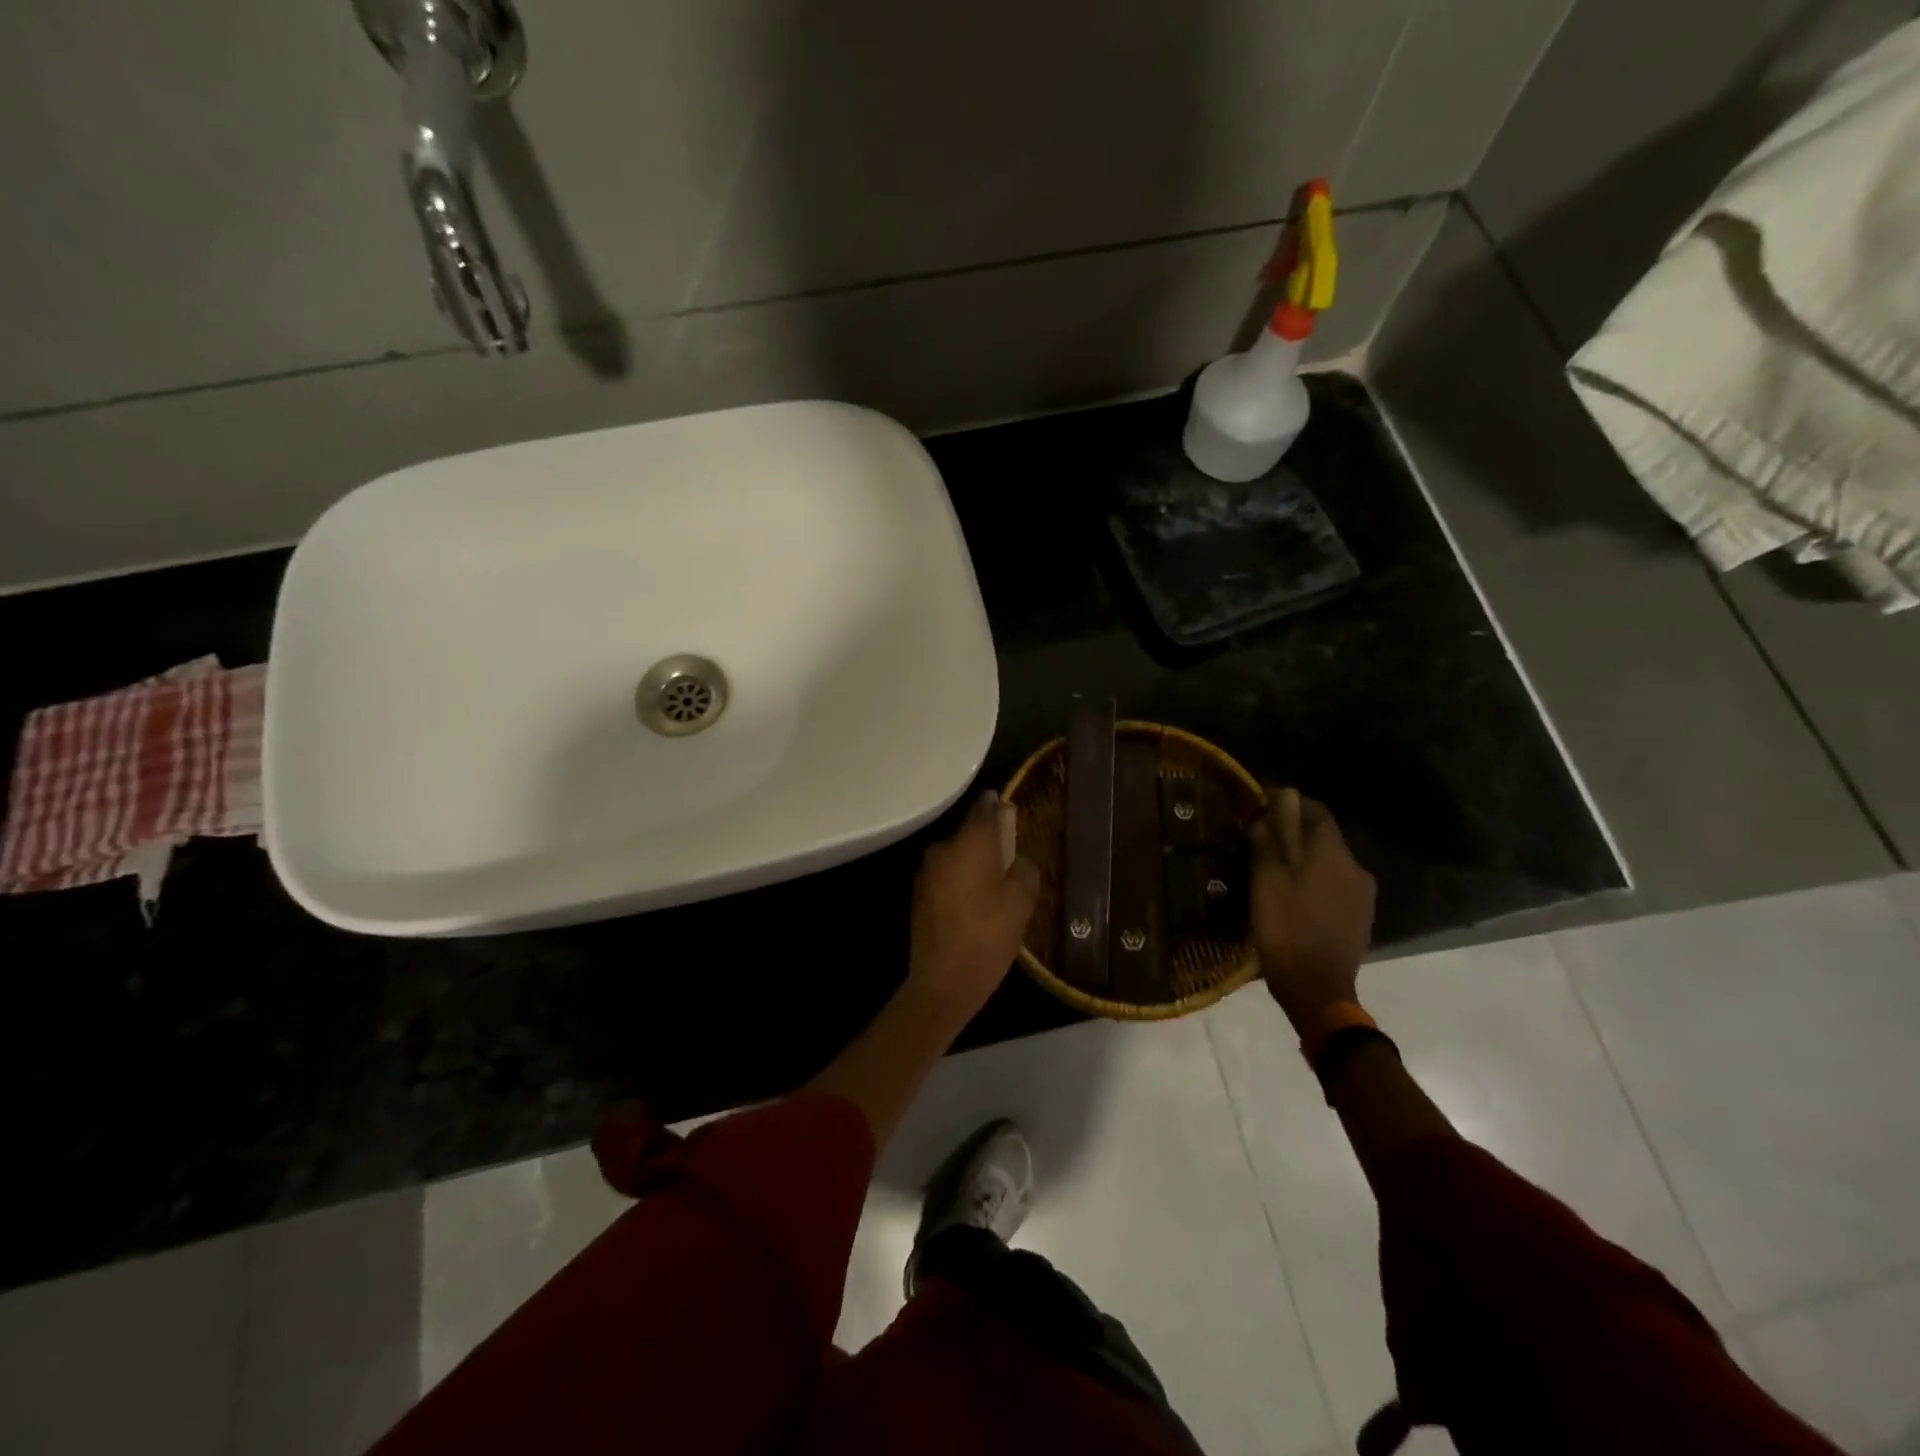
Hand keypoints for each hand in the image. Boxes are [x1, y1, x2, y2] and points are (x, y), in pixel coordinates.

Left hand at [908, 791, 1041, 1020]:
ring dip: (972, 865)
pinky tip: (973, 905)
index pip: (983, 808)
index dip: (996, 805)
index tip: (1006, 805)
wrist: (943, 981)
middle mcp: (943, 849)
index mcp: (969, 843)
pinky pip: (945, 877)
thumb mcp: (1022, 902)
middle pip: (969, 835)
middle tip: (1009, 861)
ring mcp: (926, 873)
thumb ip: (1024, 870)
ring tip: (993, 888)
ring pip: (956, 857)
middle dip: (987, 843)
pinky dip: (959, 882)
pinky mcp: (918, 895)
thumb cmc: (988, 936)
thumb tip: (1018, 860)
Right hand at [1249, 788, 1375, 1031]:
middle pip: (1324, 838)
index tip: (1263, 805)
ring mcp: (1363, 896)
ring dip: (1305, 861)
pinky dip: (1314, 883)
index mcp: (1334, 854)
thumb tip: (1266, 814)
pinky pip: (1335, 888)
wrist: (1317, 989)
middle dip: (1294, 834)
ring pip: (1330, 864)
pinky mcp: (1361, 919)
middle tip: (1262, 841)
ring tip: (1274, 872)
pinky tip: (1293, 898)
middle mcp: (1356, 868)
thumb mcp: (1265, 881)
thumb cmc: (1286, 928)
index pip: (1316, 812)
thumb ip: (1267, 842)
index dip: (1290, 803)